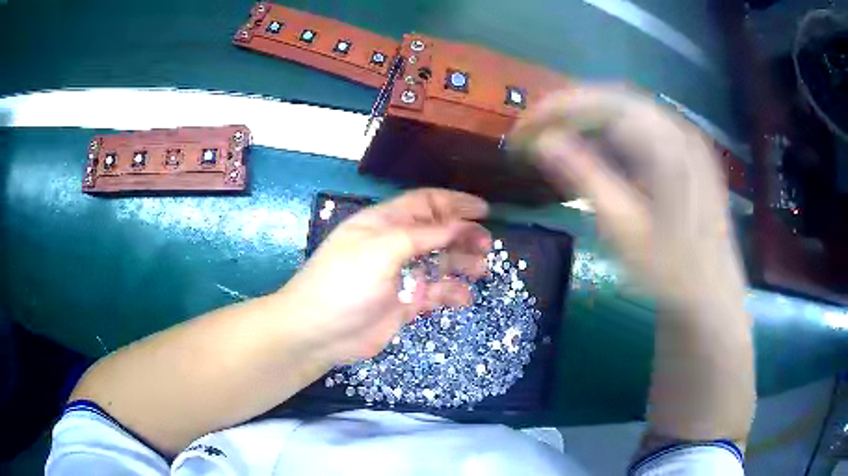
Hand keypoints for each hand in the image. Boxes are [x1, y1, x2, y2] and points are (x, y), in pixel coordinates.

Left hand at [280, 189, 491, 364]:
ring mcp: (400, 276)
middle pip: (436, 232)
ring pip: (438, 263)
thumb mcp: (381, 249)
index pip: (425, 203)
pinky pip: (434, 293)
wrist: (319, 332)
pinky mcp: (404, 303)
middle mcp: (394, 245)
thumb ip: (421, 236)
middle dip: (463, 235)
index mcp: (384, 223)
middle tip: (487, 244)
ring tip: (481, 269)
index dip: (454, 203)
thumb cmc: (345, 283)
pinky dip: (451, 293)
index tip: (484, 210)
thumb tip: (458, 225)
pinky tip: (464, 298)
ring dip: (461, 263)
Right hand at [510, 85, 746, 307]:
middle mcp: (679, 131)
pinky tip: (596, 152)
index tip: (522, 129)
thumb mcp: (624, 229)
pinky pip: (643, 129)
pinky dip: (612, 135)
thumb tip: (543, 142)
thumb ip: (585, 178)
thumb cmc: (670, 271)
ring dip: (590, 120)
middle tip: (534, 132)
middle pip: (615, 100)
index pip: (603, 104)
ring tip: (557, 139)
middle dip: (570, 110)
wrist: (712, 295)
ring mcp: (686, 140)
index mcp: (668, 145)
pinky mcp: (687, 154)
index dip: (557, 109)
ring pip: (629, 112)